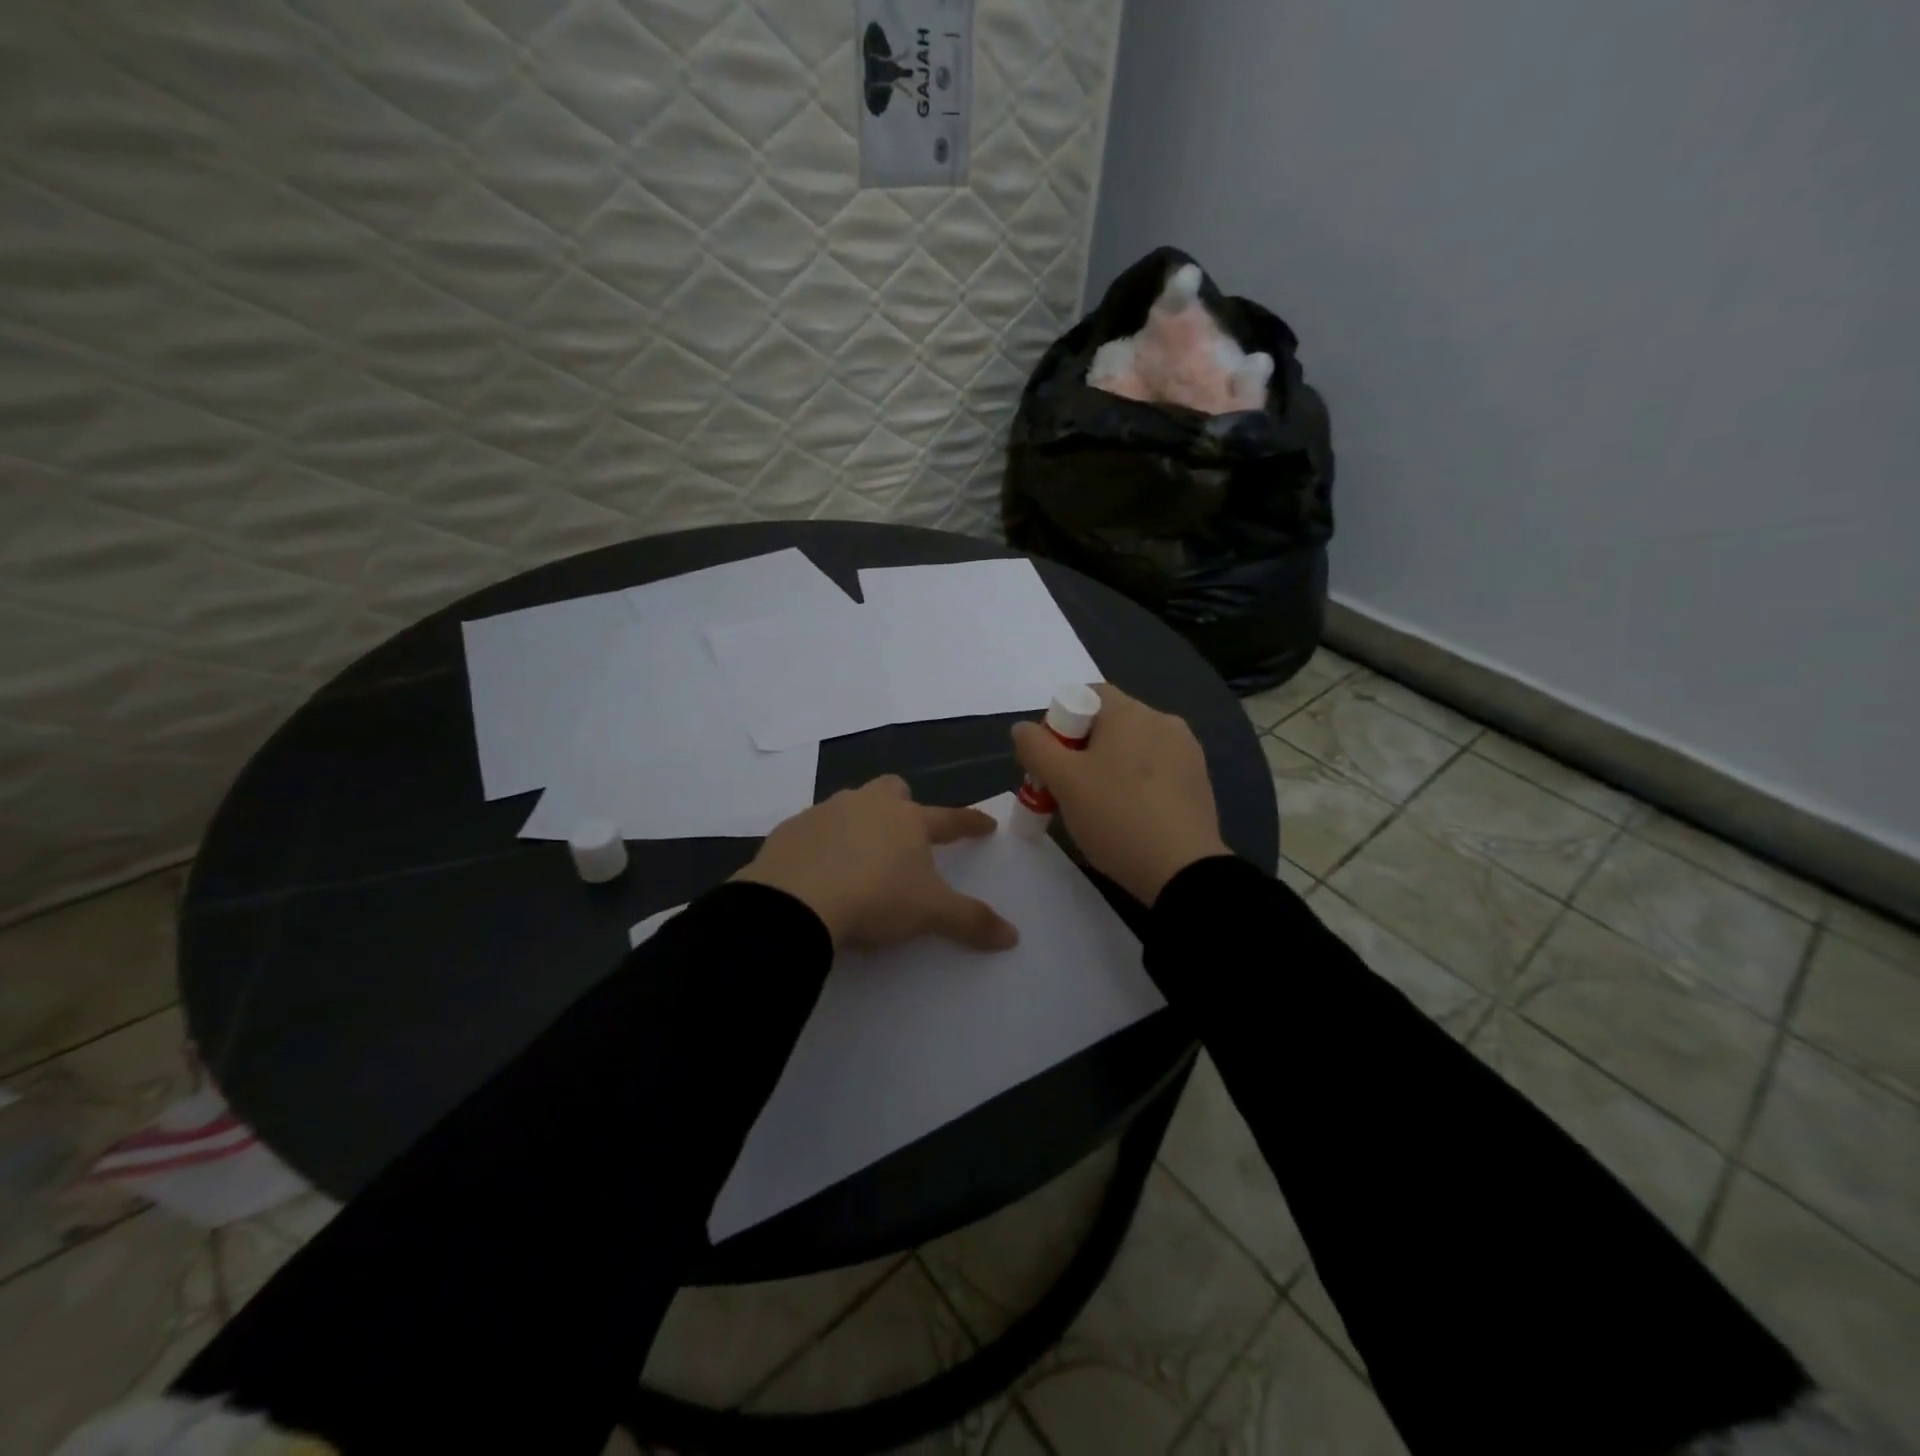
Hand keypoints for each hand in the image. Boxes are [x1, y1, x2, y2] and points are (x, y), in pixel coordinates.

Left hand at [732, 776, 1019, 952]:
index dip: (970, 823)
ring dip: (860, 822)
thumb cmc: (875, 898)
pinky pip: (813, 829)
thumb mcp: (929, 913)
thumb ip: (971, 921)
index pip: (950, 819)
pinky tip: (820, 869)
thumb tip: (1012, 936)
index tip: (987, 825)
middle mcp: (868, 805)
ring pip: (850, 805)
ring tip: (861, 855)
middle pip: (893, 790)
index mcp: (908, 820)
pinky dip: (822, 843)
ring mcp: (826, 813)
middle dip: (903, 804)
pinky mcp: (790, 829)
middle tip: (906, 831)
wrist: (795, 901)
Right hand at [1011, 684, 1229, 904]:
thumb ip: (1036, 748)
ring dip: (1109, 767)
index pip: (1086, 695)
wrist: (1182, 870)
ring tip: (1096, 807)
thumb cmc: (1116, 816)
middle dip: (1081, 749)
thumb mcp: (1063, 781)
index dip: (1060, 721)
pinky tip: (1128, 816)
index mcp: (1130, 712)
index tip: (1051, 760)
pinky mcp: (1199, 781)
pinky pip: (1156, 770)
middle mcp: (1163, 721)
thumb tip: (1023, 728)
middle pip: (1109, 723)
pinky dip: (1136, 784)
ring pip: (1133, 748)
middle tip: (1066, 788)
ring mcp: (1186, 751)